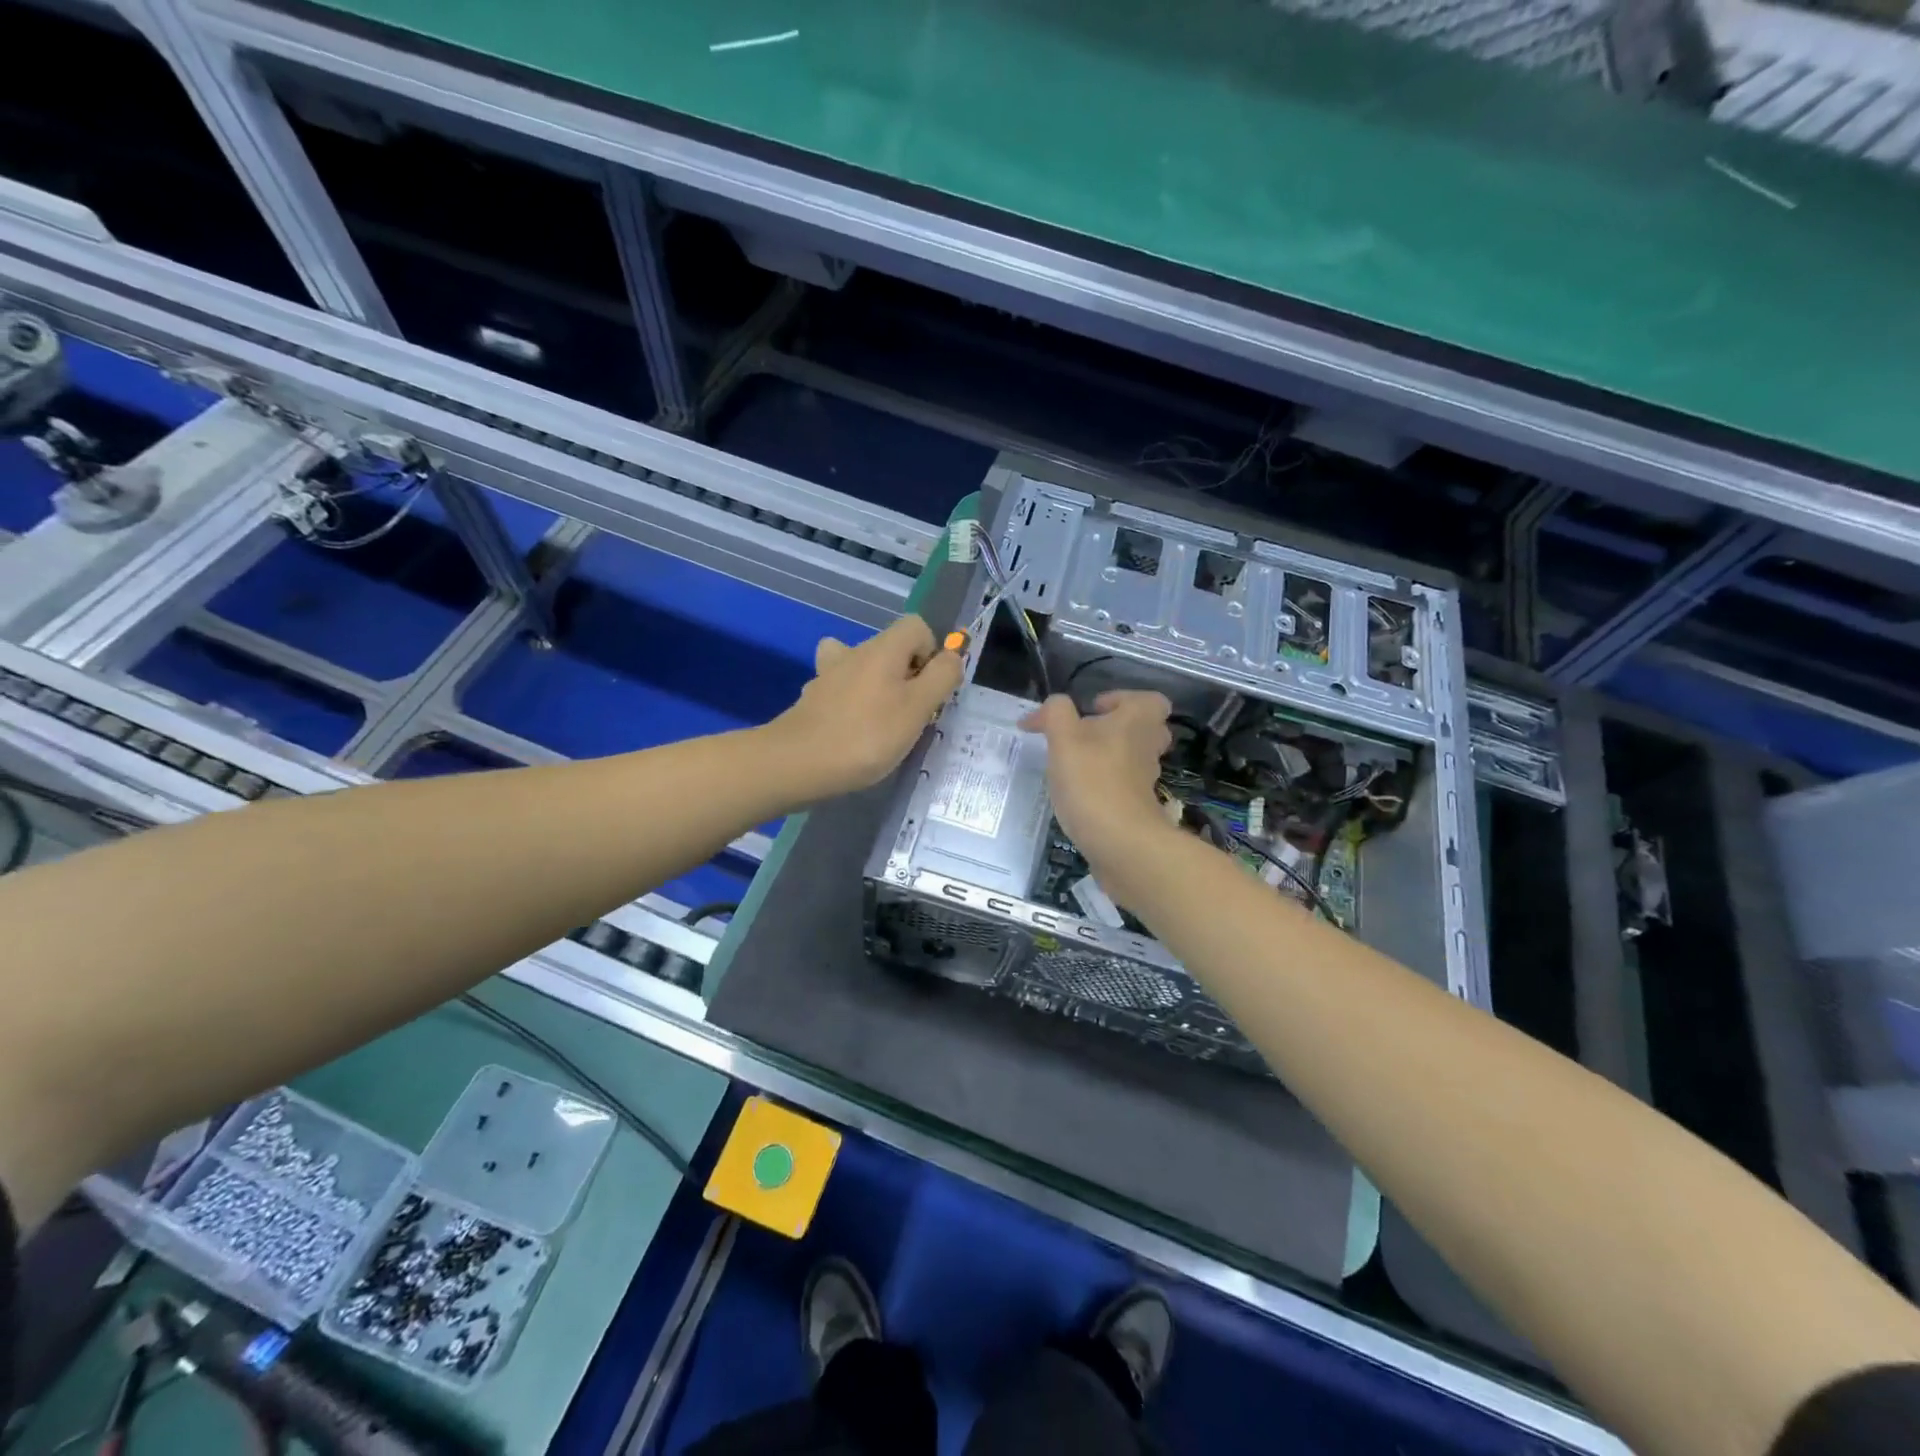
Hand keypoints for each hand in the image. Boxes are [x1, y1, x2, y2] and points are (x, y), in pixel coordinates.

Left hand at [763, 615, 962, 802]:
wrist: (798, 763)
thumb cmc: (867, 735)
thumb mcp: (918, 708)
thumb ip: (942, 677)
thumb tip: (952, 656)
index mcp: (883, 648)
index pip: (916, 626)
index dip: (930, 653)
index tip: (928, 689)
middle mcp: (853, 651)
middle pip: (890, 648)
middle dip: (906, 675)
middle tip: (909, 715)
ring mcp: (828, 675)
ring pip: (861, 667)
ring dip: (875, 687)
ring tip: (879, 720)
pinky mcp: (812, 699)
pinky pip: (840, 690)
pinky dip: (851, 704)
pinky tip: (851, 731)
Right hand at [1021, 691, 1175, 895]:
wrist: (1121, 844)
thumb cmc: (1092, 782)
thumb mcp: (1064, 739)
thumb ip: (1055, 714)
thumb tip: (1049, 708)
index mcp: (1137, 722)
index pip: (1150, 700)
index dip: (1123, 699)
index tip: (1092, 710)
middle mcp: (1147, 748)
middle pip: (1145, 730)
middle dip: (1117, 729)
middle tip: (1085, 736)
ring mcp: (1145, 782)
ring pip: (1133, 759)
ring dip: (1108, 758)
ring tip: (1074, 765)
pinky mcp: (1136, 810)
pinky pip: (1123, 788)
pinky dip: (1105, 787)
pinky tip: (1077, 795)